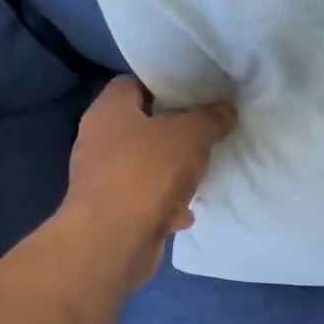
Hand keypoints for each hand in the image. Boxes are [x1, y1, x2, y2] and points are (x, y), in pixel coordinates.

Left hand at [62, 76, 236, 287]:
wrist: (114, 240)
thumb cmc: (148, 174)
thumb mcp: (191, 136)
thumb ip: (210, 119)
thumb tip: (225, 110)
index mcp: (109, 110)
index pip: (133, 83)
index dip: (164, 85)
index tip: (194, 93)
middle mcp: (98, 140)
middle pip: (139, 125)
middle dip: (171, 130)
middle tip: (204, 131)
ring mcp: (101, 178)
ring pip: (142, 165)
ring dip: (169, 169)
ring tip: (200, 171)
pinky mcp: (110, 211)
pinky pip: (143, 199)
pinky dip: (164, 203)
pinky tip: (186, 211)